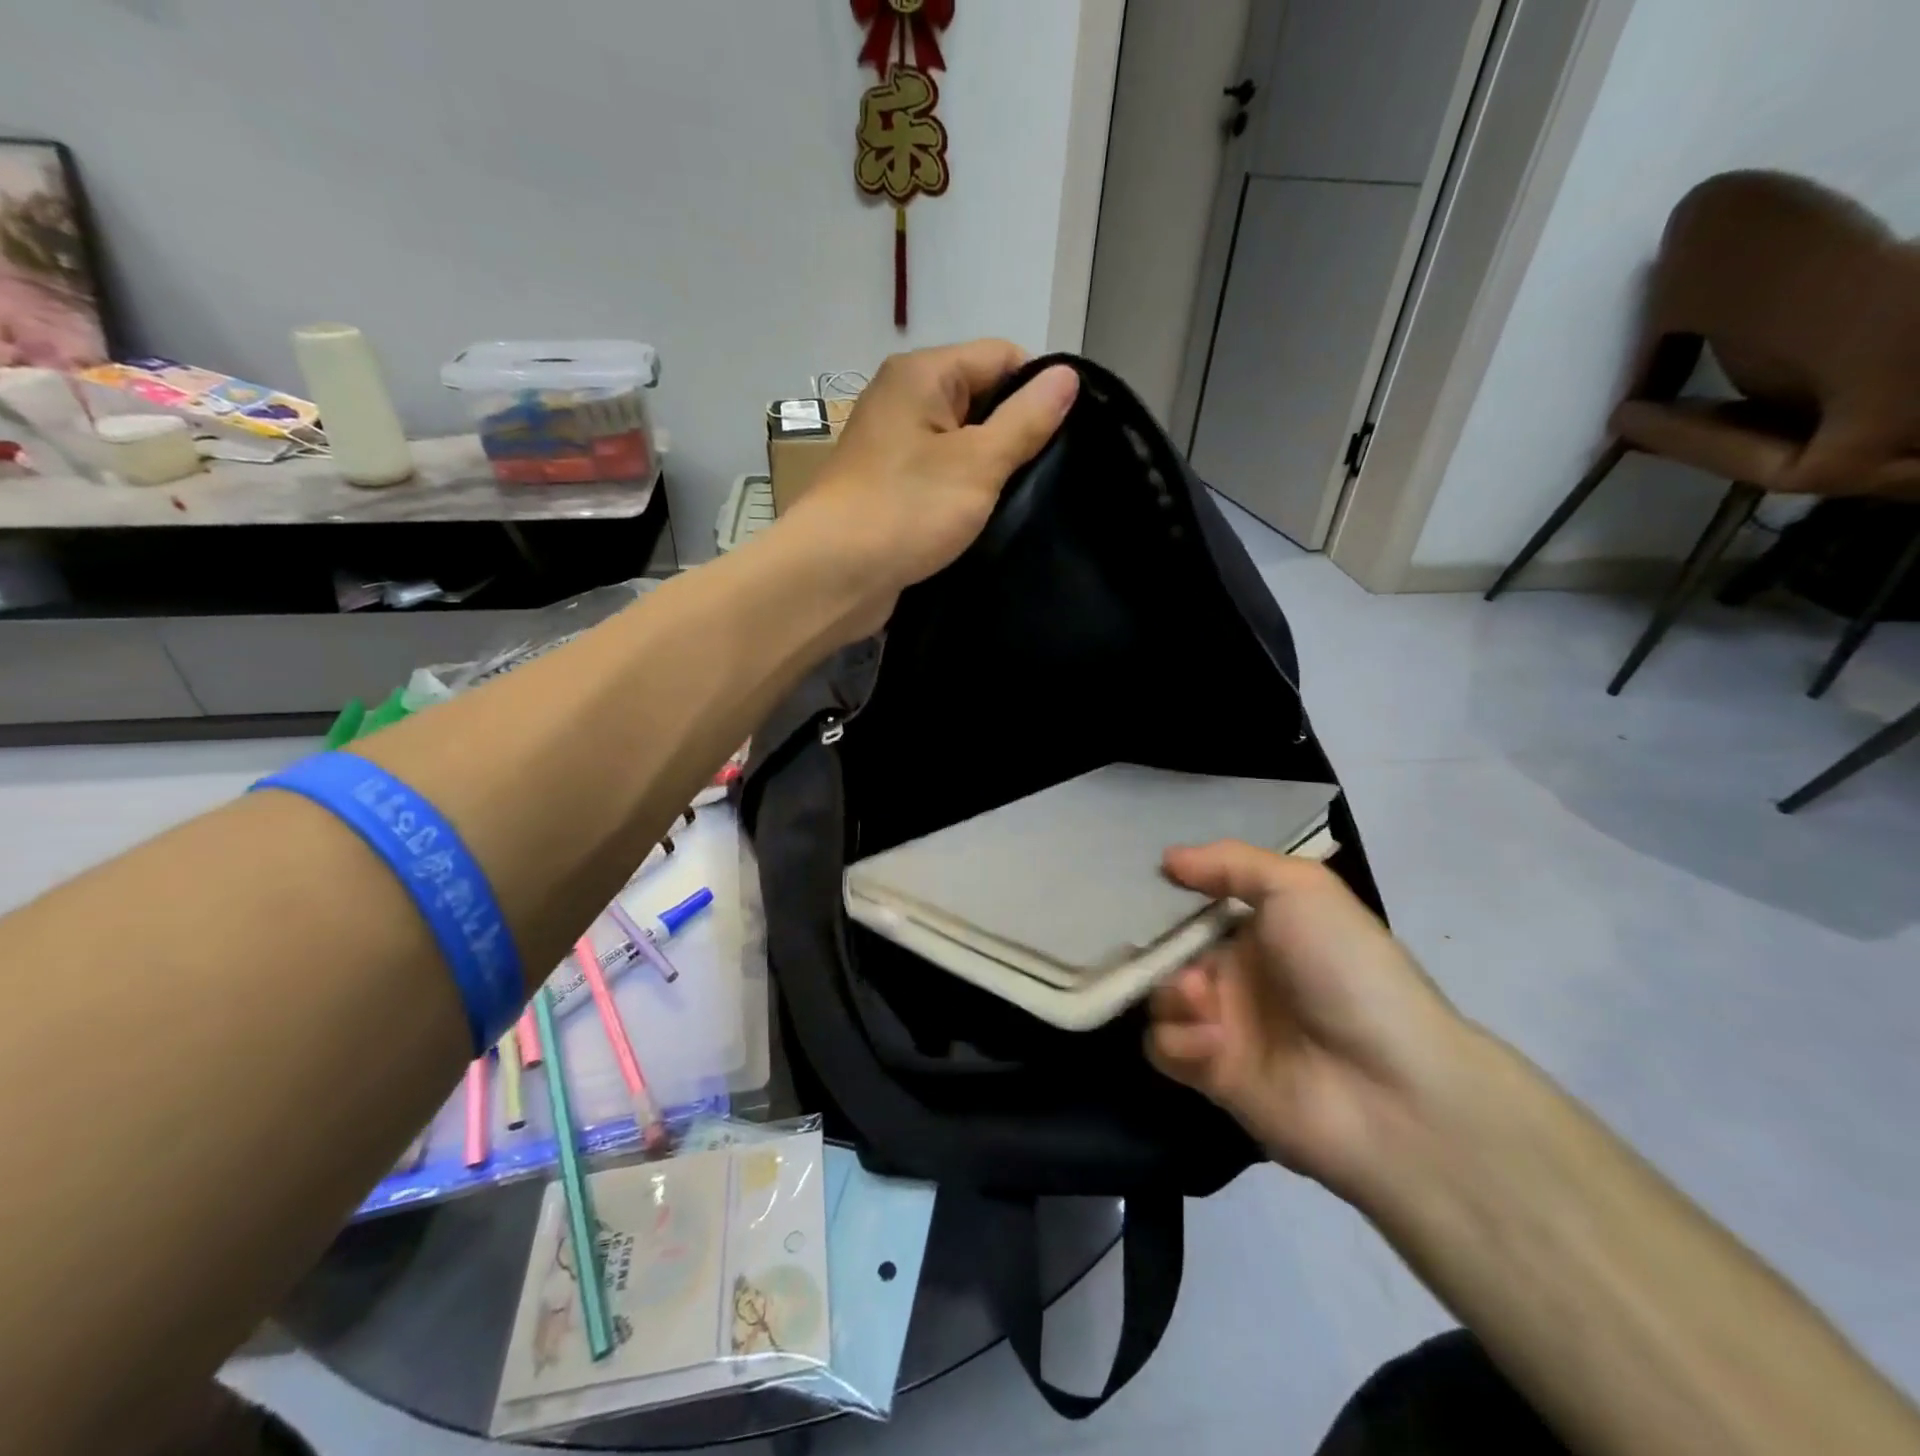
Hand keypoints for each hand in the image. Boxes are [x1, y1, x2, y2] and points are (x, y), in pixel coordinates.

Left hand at [779, 340, 1078, 634]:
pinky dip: (965, 493)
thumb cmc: (906, 510)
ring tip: (1027, 499)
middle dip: (1016, 433)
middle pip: (981, 398)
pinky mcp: (891, 488)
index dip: (1039, 389)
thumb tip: (1067, 376)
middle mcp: (904, 400)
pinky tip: (989, 517)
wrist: (833, 576)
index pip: (1001, 356)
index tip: (1068, 435)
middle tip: (1051, 475)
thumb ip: (1025, 420)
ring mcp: (894, 447)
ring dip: (992, 469)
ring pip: (962, 444)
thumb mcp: (978, 463)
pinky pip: (941, 477)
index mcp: (922, 374)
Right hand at [1148, 842, 1467, 1196]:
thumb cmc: (1345, 970)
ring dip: (1171, 994)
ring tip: (1204, 1002)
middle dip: (1160, 949)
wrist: (1391, 1088)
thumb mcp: (1300, 888)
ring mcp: (1223, 1024)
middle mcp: (1237, 973)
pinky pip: (1163, 1046)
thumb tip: (1168, 859)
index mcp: (1260, 929)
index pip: (1194, 906)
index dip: (1168, 898)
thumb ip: (1230, 862)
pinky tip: (1214, 1042)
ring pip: (1159, 996)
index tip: (1145, 889)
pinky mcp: (1211, 1073)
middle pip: (1167, 951)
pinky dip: (1179, 1039)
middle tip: (1176, 956)